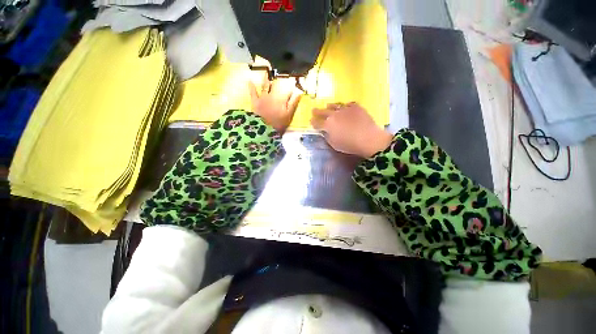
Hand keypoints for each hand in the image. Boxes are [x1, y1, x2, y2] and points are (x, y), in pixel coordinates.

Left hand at [249, 77, 301, 132]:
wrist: (263, 129)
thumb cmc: (278, 124)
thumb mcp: (289, 115)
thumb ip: (293, 103)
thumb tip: (299, 92)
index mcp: (282, 99)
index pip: (288, 89)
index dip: (291, 84)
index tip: (294, 79)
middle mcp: (273, 95)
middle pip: (276, 85)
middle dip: (279, 78)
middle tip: (279, 72)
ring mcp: (263, 97)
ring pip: (265, 86)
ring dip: (266, 78)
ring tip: (267, 72)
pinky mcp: (255, 101)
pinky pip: (253, 92)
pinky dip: (251, 86)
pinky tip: (250, 80)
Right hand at [311, 102, 392, 157]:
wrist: (368, 138)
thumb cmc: (349, 144)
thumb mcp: (334, 144)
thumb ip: (327, 137)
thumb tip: (324, 132)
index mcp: (328, 125)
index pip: (317, 123)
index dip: (313, 122)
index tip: (311, 121)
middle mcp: (334, 115)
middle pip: (323, 112)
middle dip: (317, 111)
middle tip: (313, 110)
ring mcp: (345, 109)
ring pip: (335, 105)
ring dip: (330, 106)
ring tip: (327, 105)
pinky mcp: (356, 107)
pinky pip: (348, 104)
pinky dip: (344, 106)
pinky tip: (344, 107)